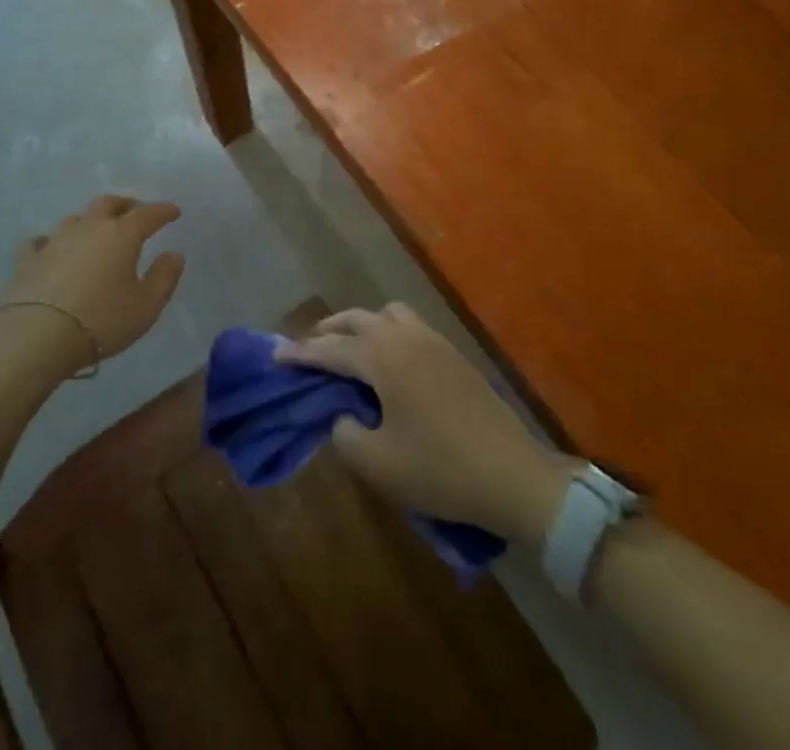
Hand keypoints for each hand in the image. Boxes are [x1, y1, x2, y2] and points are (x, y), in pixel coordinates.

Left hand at [0, 194, 185, 379]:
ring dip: (90, 221)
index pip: (147, 214)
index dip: (163, 211)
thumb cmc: (101, 320)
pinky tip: (50, 249)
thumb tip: (174, 254)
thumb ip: (164, 278)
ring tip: (96, 231)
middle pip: (108, 204)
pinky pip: (41, 242)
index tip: (174, 211)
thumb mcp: (146, 306)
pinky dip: (50, 242)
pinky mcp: (27, 259)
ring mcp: (55, 241)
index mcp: (121, 235)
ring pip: (76, 219)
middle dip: (125, 205)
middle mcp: (88, 228)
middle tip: (135, 212)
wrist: (36, 336)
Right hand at [277, 304, 573, 543]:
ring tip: (350, 349)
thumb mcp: (378, 464)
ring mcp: (433, 342)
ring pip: (388, 314)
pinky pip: (410, 326)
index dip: (301, 354)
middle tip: (309, 350)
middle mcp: (405, 338)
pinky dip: (388, 333)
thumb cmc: (440, 469)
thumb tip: (341, 417)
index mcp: (383, 358)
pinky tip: (389, 362)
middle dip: (329, 330)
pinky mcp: (454, 355)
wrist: (513, 475)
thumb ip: (345, 436)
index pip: (330, 349)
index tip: (276, 357)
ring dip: (362, 325)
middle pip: (357, 319)